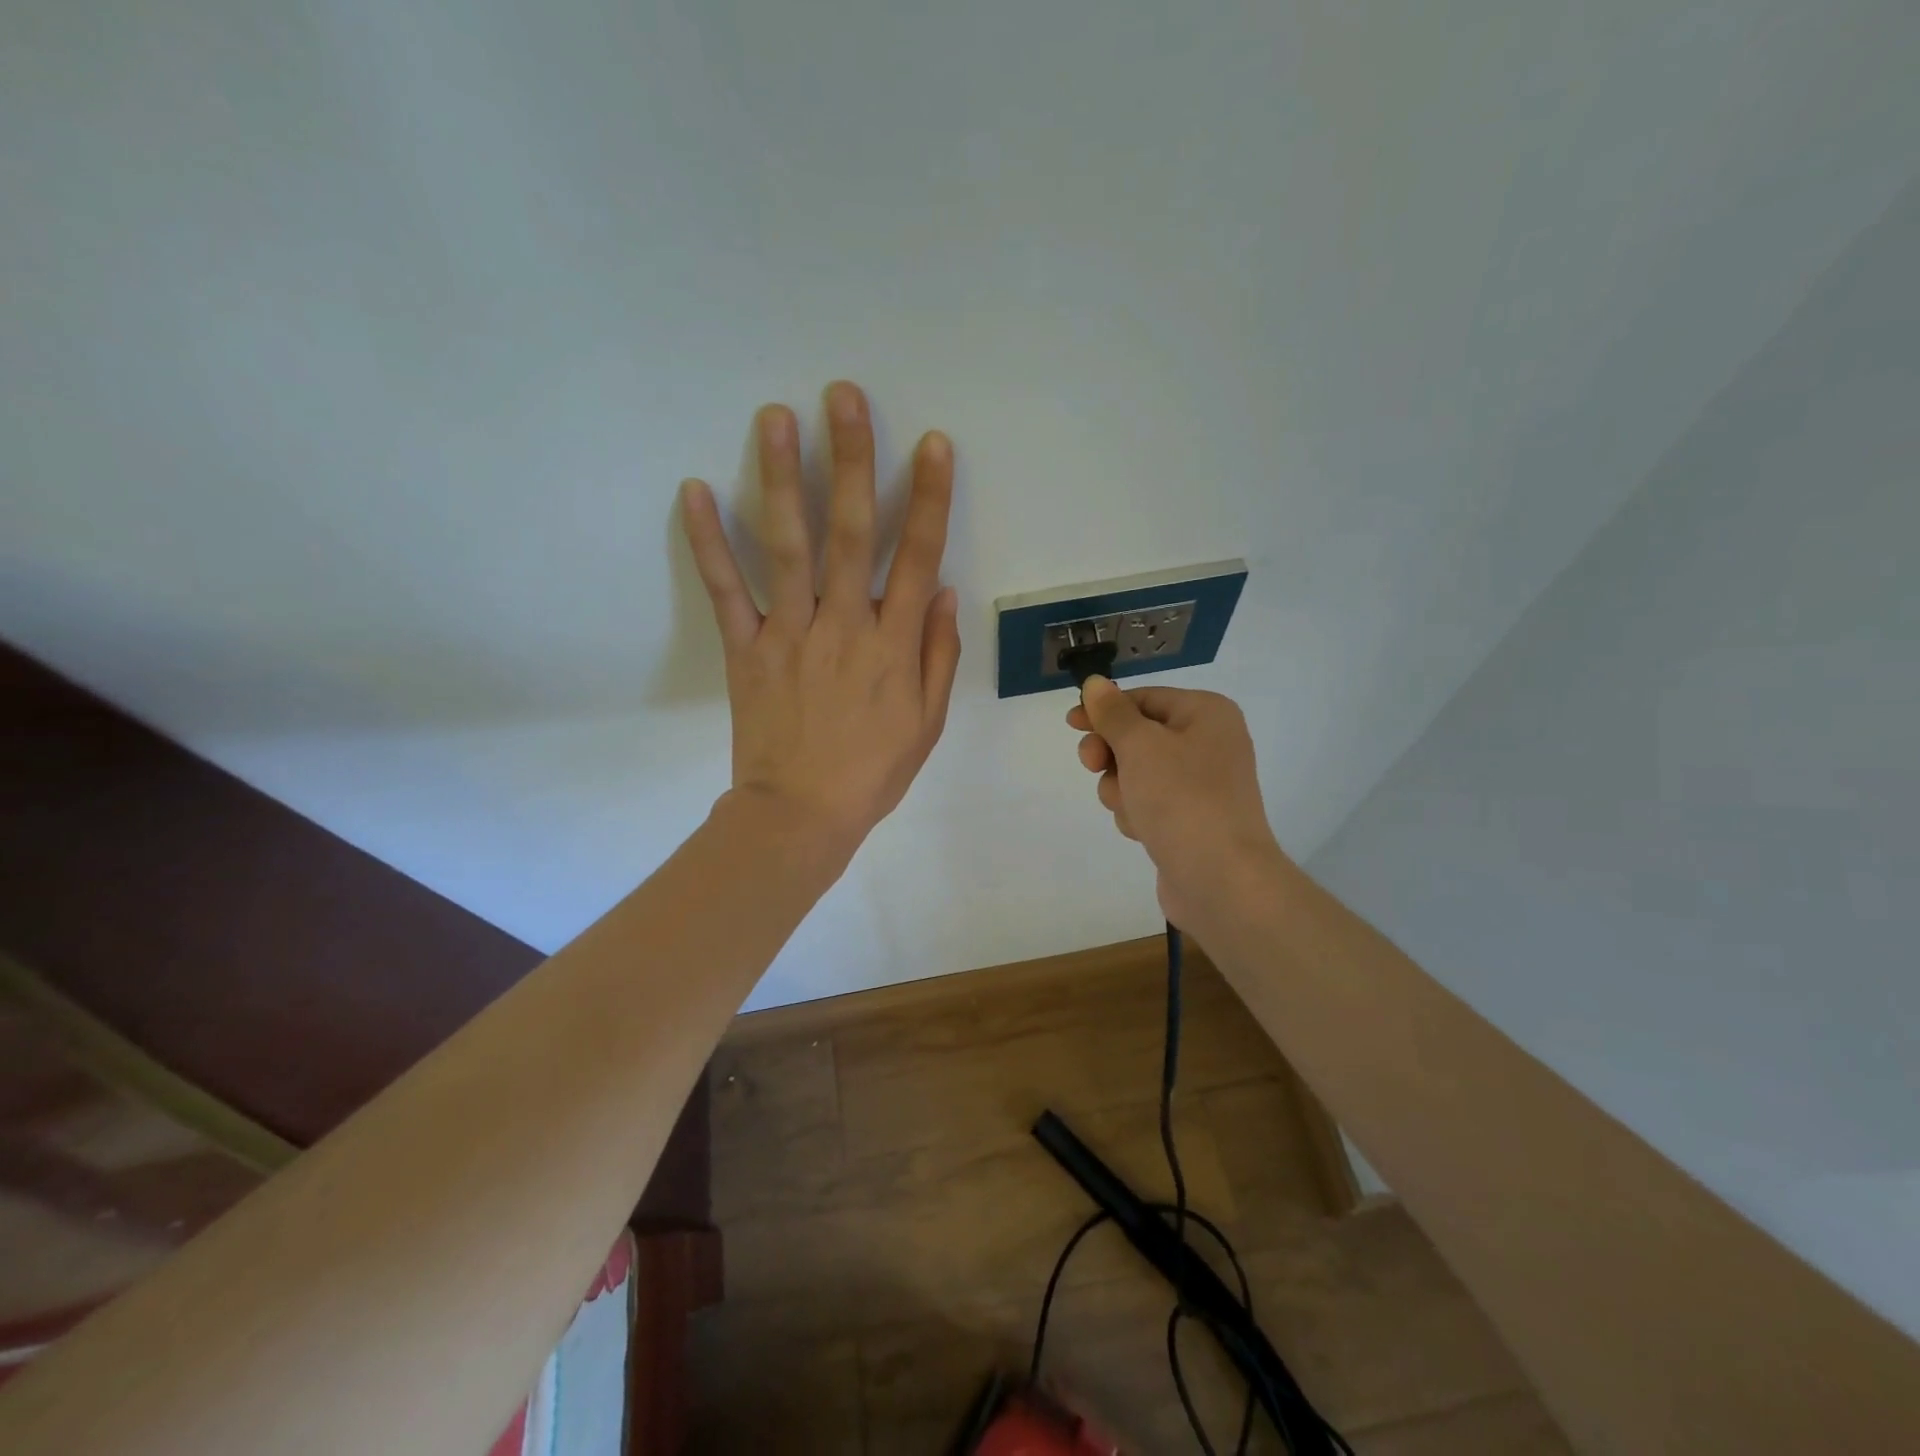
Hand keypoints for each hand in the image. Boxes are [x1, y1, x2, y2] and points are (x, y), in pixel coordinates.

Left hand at [681, 382, 960, 858]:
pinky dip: (708, 542)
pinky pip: (726, 590)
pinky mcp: (745, 649)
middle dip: (851, 460)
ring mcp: (789, 633)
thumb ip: (937, 654)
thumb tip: (944, 591)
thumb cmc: (872, 771)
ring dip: (781, 478)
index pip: (918, 557)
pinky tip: (693, 489)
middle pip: (850, 533)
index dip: (928, 498)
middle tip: (844, 396)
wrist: (800, 814)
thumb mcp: (927, 722)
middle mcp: (843, 625)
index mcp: (892, 645)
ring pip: (787, 547)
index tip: (931, 444)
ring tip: (774, 416)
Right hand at [1067, 678, 1288, 927]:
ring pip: (1136, 773)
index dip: (1104, 710)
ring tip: (1132, 810)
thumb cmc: (1181, 799)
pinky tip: (1143, 831)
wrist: (1221, 880)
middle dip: (1112, 755)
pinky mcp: (1189, 819)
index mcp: (1206, 713)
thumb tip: (1095, 683)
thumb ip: (1112, 713)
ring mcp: (1200, 784)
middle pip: (1137, 736)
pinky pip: (1148, 803)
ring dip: (1122, 789)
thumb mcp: (1140, 746)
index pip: (1143, 698)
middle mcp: (1208, 743)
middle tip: (1094, 767)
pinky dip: (1137, 813)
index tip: (1071, 724)